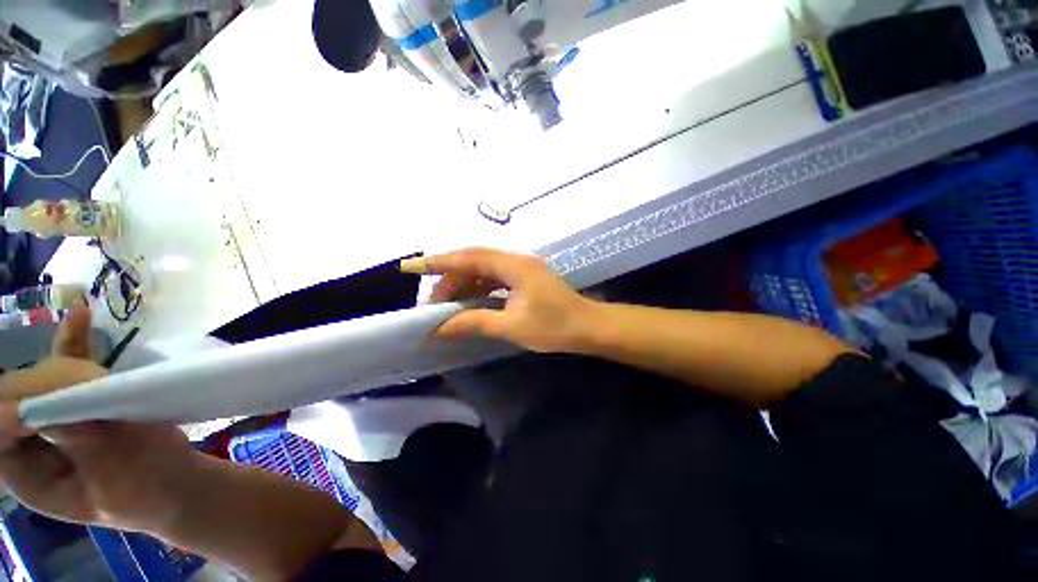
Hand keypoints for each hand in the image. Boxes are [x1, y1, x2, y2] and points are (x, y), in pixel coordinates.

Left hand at [0, 306, 197, 532]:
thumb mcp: (112, 482)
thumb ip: (81, 446)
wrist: (174, 483)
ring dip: (59, 359)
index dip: (12, 413)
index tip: (47, 402)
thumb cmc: (144, 492)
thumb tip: (53, 406)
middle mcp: (29, 439)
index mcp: (26, 474)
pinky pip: (70, 364)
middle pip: (15, 398)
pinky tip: (81, 315)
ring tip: (85, 339)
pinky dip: (74, 340)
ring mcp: (55, 414)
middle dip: (40, 384)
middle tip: (81, 380)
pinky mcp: (81, 397)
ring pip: (40, 377)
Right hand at [416, 248, 596, 352]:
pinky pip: (495, 277)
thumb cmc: (555, 327)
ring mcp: (522, 268)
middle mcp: (516, 260)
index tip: (413, 266)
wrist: (589, 327)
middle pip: (475, 260)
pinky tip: (470, 301)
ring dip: (465, 283)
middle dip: (451, 277)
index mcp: (514, 266)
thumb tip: (438, 328)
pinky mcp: (525, 278)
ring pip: (484, 269)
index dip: (439, 261)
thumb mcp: (512, 326)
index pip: (469, 257)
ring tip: (447, 303)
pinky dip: (479, 287)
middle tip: (433, 301)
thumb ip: (474, 322)